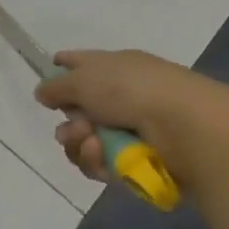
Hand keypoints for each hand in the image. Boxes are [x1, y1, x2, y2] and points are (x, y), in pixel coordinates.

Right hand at [33, 48, 228, 189]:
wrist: (186, 127)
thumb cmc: (132, 90)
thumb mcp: (83, 79)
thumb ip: (56, 87)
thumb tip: (43, 93)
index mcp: (114, 68)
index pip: (81, 63)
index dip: (62, 70)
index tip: (48, 84)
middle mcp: (122, 96)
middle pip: (78, 111)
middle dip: (69, 124)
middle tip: (74, 130)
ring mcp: (131, 129)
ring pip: (87, 142)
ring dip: (81, 145)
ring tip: (91, 144)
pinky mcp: (138, 161)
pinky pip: (103, 165)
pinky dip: (98, 162)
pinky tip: (103, 157)